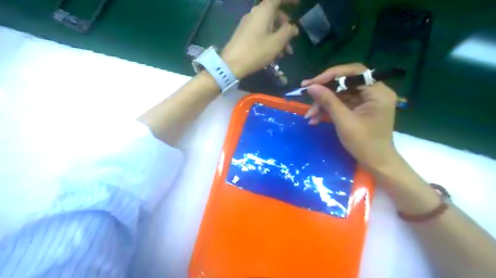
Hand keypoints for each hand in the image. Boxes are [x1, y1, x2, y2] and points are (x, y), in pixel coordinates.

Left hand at [223, 1, 300, 78]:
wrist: (232, 64)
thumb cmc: (256, 51)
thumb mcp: (276, 43)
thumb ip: (287, 32)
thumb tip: (293, 27)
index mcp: (264, 11)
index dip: (289, 0)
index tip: (298, 4)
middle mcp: (255, 13)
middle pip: (274, 13)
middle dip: (285, 25)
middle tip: (292, 38)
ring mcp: (248, 24)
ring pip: (268, 25)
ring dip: (278, 36)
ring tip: (285, 52)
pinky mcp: (244, 34)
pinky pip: (260, 32)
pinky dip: (269, 39)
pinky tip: (273, 54)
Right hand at [302, 63, 397, 169]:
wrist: (375, 162)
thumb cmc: (364, 144)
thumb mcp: (344, 122)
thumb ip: (328, 101)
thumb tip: (311, 87)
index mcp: (378, 92)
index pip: (354, 72)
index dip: (332, 75)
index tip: (313, 82)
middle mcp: (374, 92)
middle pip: (345, 82)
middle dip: (324, 91)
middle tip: (306, 93)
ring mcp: (366, 100)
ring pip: (340, 93)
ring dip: (323, 103)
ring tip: (309, 116)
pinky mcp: (359, 108)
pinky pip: (341, 103)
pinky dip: (328, 110)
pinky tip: (315, 119)